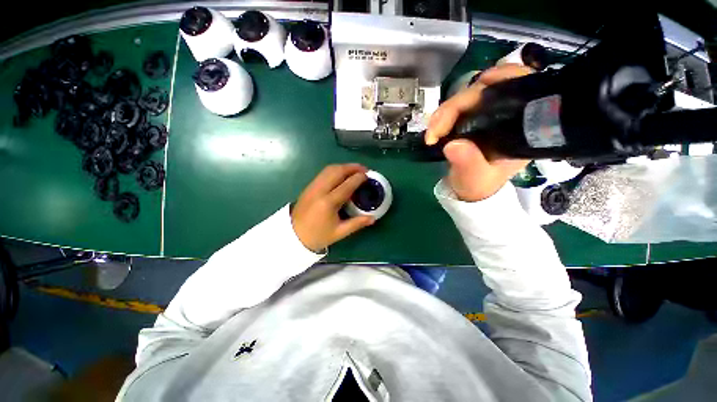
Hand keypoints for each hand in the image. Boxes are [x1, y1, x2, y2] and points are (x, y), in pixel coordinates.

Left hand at [291, 164, 375, 251]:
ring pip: (329, 169)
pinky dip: (335, 170)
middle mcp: (320, 190)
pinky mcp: (309, 186)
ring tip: (354, 170)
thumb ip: (357, 223)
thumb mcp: (339, 233)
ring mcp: (312, 187)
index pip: (346, 185)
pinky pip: (323, 173)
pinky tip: (341, 174)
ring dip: (343, 166)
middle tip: (364, 169)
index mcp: (328, 203)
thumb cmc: (318, 236)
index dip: (358, 178)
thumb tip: (373, 218)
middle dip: (352, 167)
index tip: (368, 175)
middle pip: (337, 171)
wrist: (293, 236)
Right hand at [425, 64, 534, 201]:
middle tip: (435, 130)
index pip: (521, 89)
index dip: (506, 77)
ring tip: (432, 132)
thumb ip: (468, 164)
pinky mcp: (470, 118)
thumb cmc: (478, 185)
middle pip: (486, 90)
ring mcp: (486, 114)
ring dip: (446, 111)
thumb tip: (453, 144)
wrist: (468, 188)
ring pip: (467, 96)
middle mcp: (506, 115)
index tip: (483, 82)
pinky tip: (436, 125)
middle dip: (456, 105)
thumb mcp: (475, 179)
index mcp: (520, 127)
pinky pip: (457, 106)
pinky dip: (444, 114)